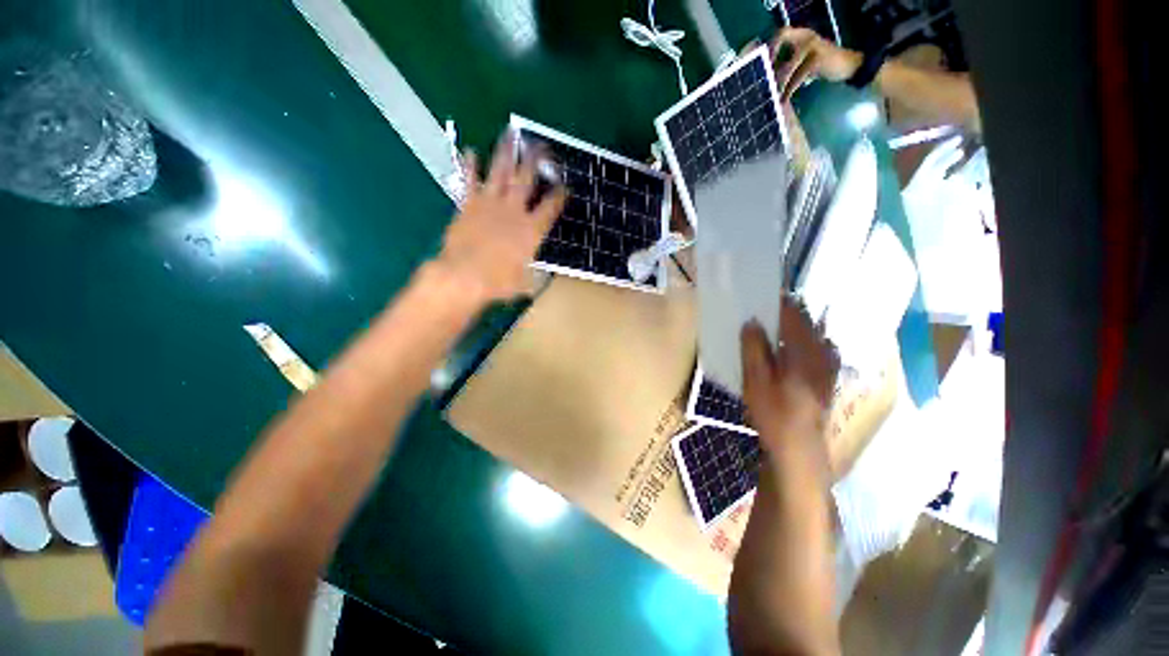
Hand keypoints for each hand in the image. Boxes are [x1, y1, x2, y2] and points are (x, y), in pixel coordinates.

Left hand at [439, 130, 566, 302]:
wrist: (464, 276)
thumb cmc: (498, 282)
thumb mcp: (525, 283)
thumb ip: (535, 276)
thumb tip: (542, 277)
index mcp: (531, 230)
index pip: (551, 207)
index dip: (559, 195)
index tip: (564, 185)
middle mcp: (514, 210)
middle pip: (527, 178)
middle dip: (535, 160)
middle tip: (541, 144)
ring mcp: (490, 204)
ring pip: (500, 171)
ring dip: (506, 151)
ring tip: (510, 132)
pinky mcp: (469, 204)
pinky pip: (469, 180)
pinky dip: (470, 165)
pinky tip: (472, 152)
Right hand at [741, 295, 839, 474]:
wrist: (799, 446)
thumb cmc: (773, 412)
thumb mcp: (755, 380)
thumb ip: (754, 349)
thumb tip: (752, 322)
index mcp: (802, 352)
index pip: (794, 315)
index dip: (779, 302)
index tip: (764, 295)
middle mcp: (821, 353)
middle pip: (807, 321)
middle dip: (789, 311)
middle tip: (766, 311)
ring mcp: (828, 365)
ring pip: (815, 334)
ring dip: (797, 325)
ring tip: (777, 327)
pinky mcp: (828, 376)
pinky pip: (820, 347)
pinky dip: (807, 340)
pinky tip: (793, 349)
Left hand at [770, 28, 861, 100]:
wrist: (847, 66)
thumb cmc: (821, 66)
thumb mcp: (802, 63)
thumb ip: (786, 64)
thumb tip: (765, 76)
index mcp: (801, 35)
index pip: (781, 33)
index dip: (770, 46)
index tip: (761, 65)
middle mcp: (806, 35)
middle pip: (782, 37)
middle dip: (770, 59)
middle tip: (764, 80)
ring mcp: (812, 45)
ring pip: (786, 67)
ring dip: (778, 84)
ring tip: (773, 96)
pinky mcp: (817, 58)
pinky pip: (797, 77)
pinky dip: (789, 90)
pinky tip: (784, 99)